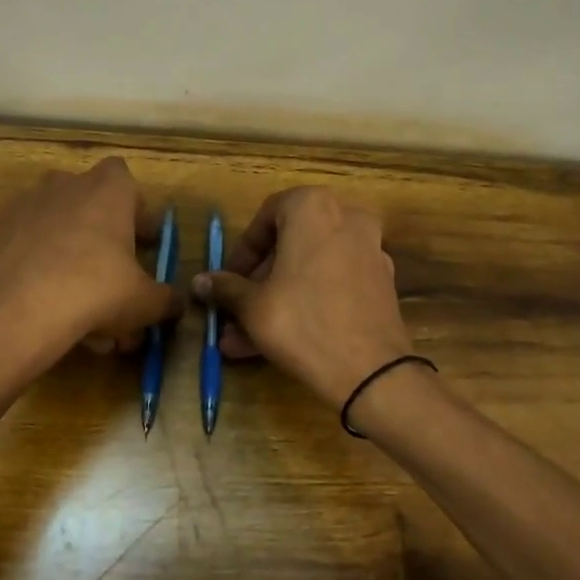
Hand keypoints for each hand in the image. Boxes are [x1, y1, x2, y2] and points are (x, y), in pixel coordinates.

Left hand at [0, 158, 179, 370]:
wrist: (15, 310)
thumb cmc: (95, 290)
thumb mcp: (144, 302)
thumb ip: (166, 300)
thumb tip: (175, 304)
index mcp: (107, 189)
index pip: (126, 180)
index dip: (136, 210)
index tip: (142, 242)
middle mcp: (65, 185)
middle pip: (90, 204)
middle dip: (103, 237)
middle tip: (114, 276)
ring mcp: (26, 205)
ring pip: (58, 229)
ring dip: (72, 256)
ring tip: (80, 304)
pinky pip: (30, 246)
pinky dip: (41, 268)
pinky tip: (48, 306)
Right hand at [191, 186, 414, 407]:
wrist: (370, 370)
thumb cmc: (302, 322)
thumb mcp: (253, 306)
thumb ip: (226, 288)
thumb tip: (200, 281)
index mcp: (314, 208)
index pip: (266, 216)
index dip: (242, 251)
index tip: (227, 280)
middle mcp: (347, 219)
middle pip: (290, 246)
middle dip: (258, 283)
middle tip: (235, 311)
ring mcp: (369, 252)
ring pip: (309, 271)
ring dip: (276, 300)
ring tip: (244, 339)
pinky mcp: (380, 285)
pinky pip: (332, 286)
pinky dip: (306, 304)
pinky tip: (277, 342)